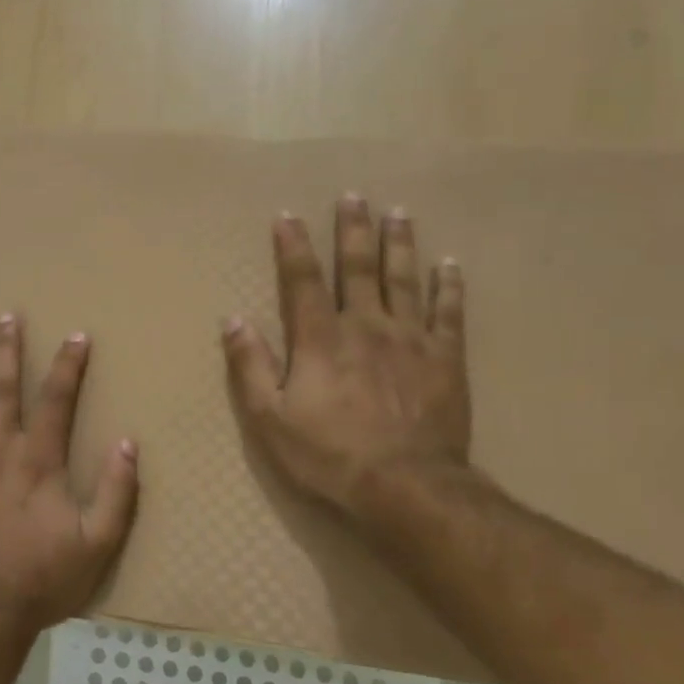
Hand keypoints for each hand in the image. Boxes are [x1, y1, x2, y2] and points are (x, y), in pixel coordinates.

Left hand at [0, 315, 139, 632]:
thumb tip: (127, 443)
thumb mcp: (98, 544)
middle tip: (6, 317)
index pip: (55, 400)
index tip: (76, 335)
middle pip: (1, 389)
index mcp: (37, 461)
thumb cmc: (44, 577)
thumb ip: (117, 493)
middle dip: (6, 350)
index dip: (68, 365)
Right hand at [222, 196, 472, 527]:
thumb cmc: (328, 454)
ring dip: (399, 244)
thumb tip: (233, 319)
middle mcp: (366, 326)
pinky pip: (449, 314)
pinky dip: (449, 288)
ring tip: (398, 213)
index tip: (288, 216)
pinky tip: (450, 266)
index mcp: (321, 339)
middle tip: (354, 197)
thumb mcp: (270, 418)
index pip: (302, 281)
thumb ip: (251, 366)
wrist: (404, 486)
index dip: (293, 246)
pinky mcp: (445, 360)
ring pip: (404, 280)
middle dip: (353, 231)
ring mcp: (410, 340)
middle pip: (358, 268)